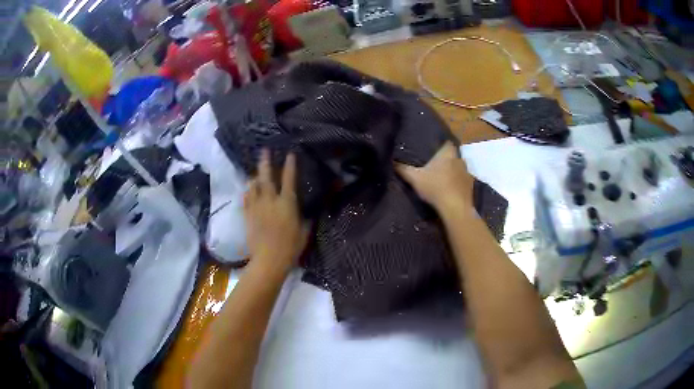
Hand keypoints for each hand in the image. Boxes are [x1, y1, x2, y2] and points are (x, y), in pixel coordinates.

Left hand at [244, 150, 308, 273]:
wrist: (268, 260)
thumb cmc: (290, 247)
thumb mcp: (304, 232)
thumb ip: (305, 219)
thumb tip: (308, 213)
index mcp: (287, 203)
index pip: (289, 179)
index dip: (290, 165)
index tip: (289, 154)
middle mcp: (270, 200)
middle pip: (266, 176)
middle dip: (265, 162)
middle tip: (264, 151)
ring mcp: (256, 207)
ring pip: (253, 186)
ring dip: (255, 177)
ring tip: (256, 173)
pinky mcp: (248, 215)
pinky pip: (246, 199)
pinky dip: (248, 192)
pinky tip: (249, 190)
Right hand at [395, 141, 473, 212]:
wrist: (455, 208)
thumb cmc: (435, 187)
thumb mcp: (414, 178)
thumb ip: (403, 169)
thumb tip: (391, 161)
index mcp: (447, 153)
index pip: (447, 143)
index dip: (441, 145)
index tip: (434, 149)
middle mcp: (459, 160)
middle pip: (453, 156)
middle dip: (446, 159)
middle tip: (436, 165)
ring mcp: (467, 173)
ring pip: (459, 169)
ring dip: (453, 172)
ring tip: (443, 179)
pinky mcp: (471, 187)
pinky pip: (463, 182)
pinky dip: (458, 184)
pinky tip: (451, 191)